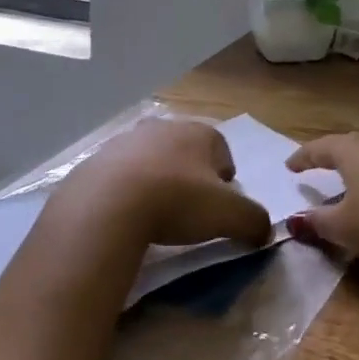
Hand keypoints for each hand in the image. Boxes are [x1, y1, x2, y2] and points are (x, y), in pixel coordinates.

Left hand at [60, 118, 270, 247]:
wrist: (106, 206)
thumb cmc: (177, 201)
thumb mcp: (229, 215)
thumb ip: (254, 221)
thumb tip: (264, 232)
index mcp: (199, 132)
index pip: (222, 150)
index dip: (224, 178)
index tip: (219, 206)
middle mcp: (163, 127)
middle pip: (185, 151)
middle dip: (189, 176)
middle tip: (188, 209)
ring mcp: (125, 141)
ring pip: (150, 160)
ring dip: (155, 180)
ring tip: (154, 215)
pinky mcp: (94, 161)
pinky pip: (118, 176)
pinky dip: (124, 192)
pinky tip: (124, 216)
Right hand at [284, 133, 358, 268]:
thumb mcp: (344, 227)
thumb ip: (318, 221)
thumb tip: (297, 219)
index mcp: (352, 150)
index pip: (320, 148)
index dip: (302, 157)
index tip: (290, 166)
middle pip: (349, 145)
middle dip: (332, 155)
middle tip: (319, 166)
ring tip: (351, 180)